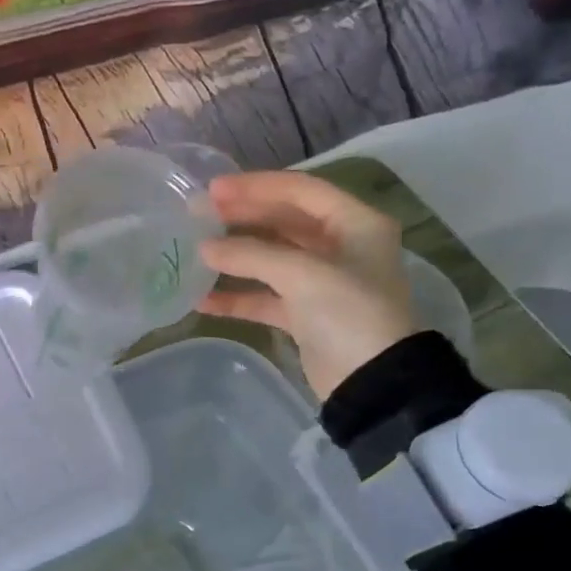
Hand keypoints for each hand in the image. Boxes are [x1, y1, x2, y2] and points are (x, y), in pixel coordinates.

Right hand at [197, 171, 417, 399]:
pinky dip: (239, 296)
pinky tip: (203, 299)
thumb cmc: (349, 314)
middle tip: (199, 215)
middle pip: (285, 221)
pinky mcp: (308, 315)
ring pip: (273, 258)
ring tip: (197, 251)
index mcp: (356, 223)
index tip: (213, 189)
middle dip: (242, 218)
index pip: (300, 190)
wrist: (373, 384)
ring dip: (237, 256)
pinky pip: (268, 297)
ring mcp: (324, 282)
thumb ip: (251, 254)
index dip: (255, 186)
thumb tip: (204, 247)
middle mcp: (343, 246)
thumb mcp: (303, 275)